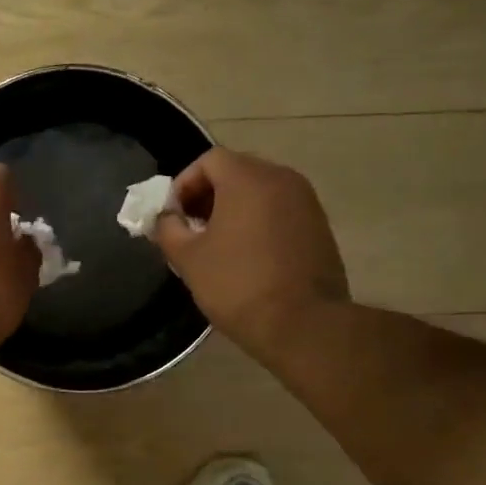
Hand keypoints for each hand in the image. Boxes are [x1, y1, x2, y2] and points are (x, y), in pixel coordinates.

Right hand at [154, 148, 349, 365]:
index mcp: (248, 178)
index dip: (184, 183)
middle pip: (237, 171)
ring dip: (234, 208)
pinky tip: (247, 255)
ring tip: (217, 244)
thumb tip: (166, 218)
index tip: (173, 215)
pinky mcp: (320, 226)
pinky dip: (259, 221)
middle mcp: (282, 179)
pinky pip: (280, 211)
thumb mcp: (188, 258)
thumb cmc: (238, 285)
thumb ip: (168, 228)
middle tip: (191, 228)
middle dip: (208, 195)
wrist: (303, 324)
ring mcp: (306, 202)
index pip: (209, 160)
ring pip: (260, 191)